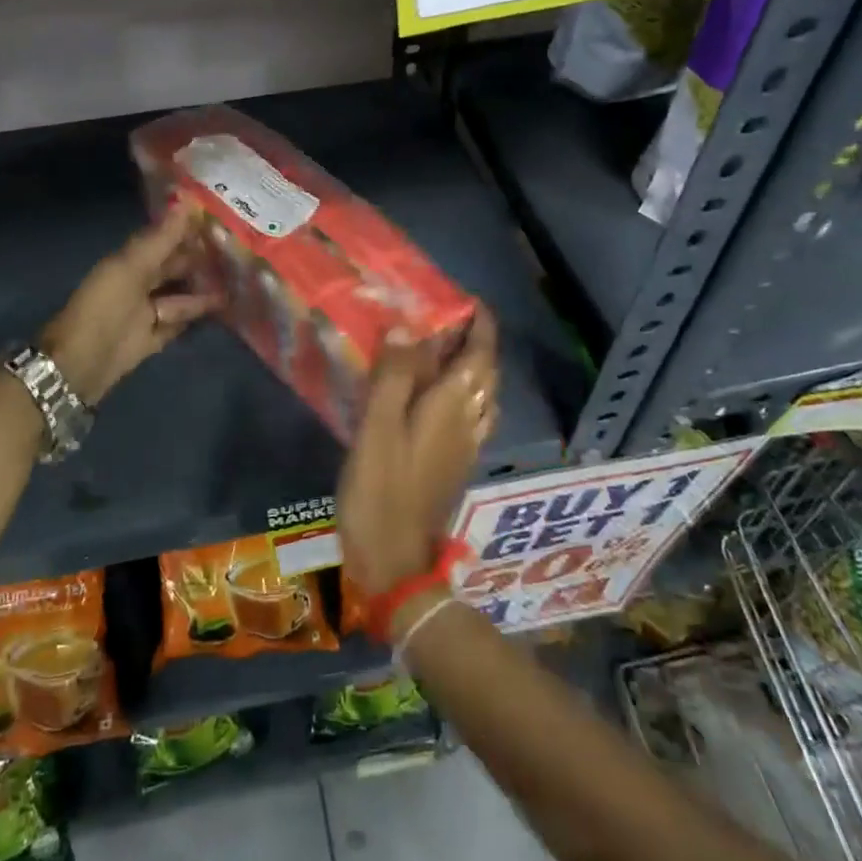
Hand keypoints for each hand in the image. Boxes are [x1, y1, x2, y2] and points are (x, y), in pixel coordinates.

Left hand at [41, 206, 220, 404]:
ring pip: (180, 297)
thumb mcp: (132, 267)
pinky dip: (196, 318)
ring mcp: (146, 313)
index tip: (220, 219)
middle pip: (173, 268)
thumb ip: (161, 238)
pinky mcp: (153, 339)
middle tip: (237, 252)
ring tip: (238, 282)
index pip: (163, 240)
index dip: (187, 230)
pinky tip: (222, 311)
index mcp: (129, 262)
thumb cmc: (105, 307)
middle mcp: (138, 284)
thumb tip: (186, 197)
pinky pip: (179, 324)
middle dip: (200, 261)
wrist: (81, 363)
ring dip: (203, 291)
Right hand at [337, 310, 498, 596]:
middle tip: (446, 317)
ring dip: (470, 366)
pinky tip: (435, 395)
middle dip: (475, 341)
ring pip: (480, 394)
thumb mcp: (377, 428)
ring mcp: (465, 446)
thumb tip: (406, 326)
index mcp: (451, 406)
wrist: (396, 561)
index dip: (480, 324)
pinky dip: (461, 392)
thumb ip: (393, 376)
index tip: (467, 299)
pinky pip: (469, 414)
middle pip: (484, 372)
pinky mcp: (454, 463)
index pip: (480, 354)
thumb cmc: (381, 490)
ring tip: (441, 348)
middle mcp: (468, 421)